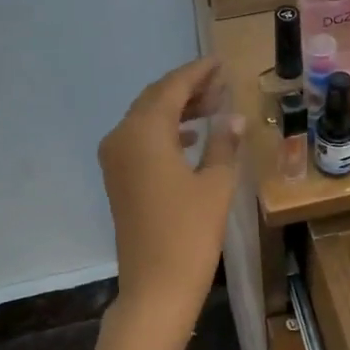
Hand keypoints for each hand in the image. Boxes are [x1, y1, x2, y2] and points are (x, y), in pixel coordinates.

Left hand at [97, 58, 243, 340]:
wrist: (155, 287)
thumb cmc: (190, 233)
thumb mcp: (215, 184)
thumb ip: (223, 143)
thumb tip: (234, 117)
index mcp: (144, 132)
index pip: (172, 88)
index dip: (197, 73)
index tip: (219, 62)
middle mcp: (122, 137)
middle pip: (155, 100)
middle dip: (188, 89)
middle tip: (220, 82)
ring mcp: (115, 160)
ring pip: (147, 119)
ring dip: (177, 110)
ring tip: (213, 106)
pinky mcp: (118, 179)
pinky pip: (141, 140)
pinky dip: (166, 132)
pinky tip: (191, 137)